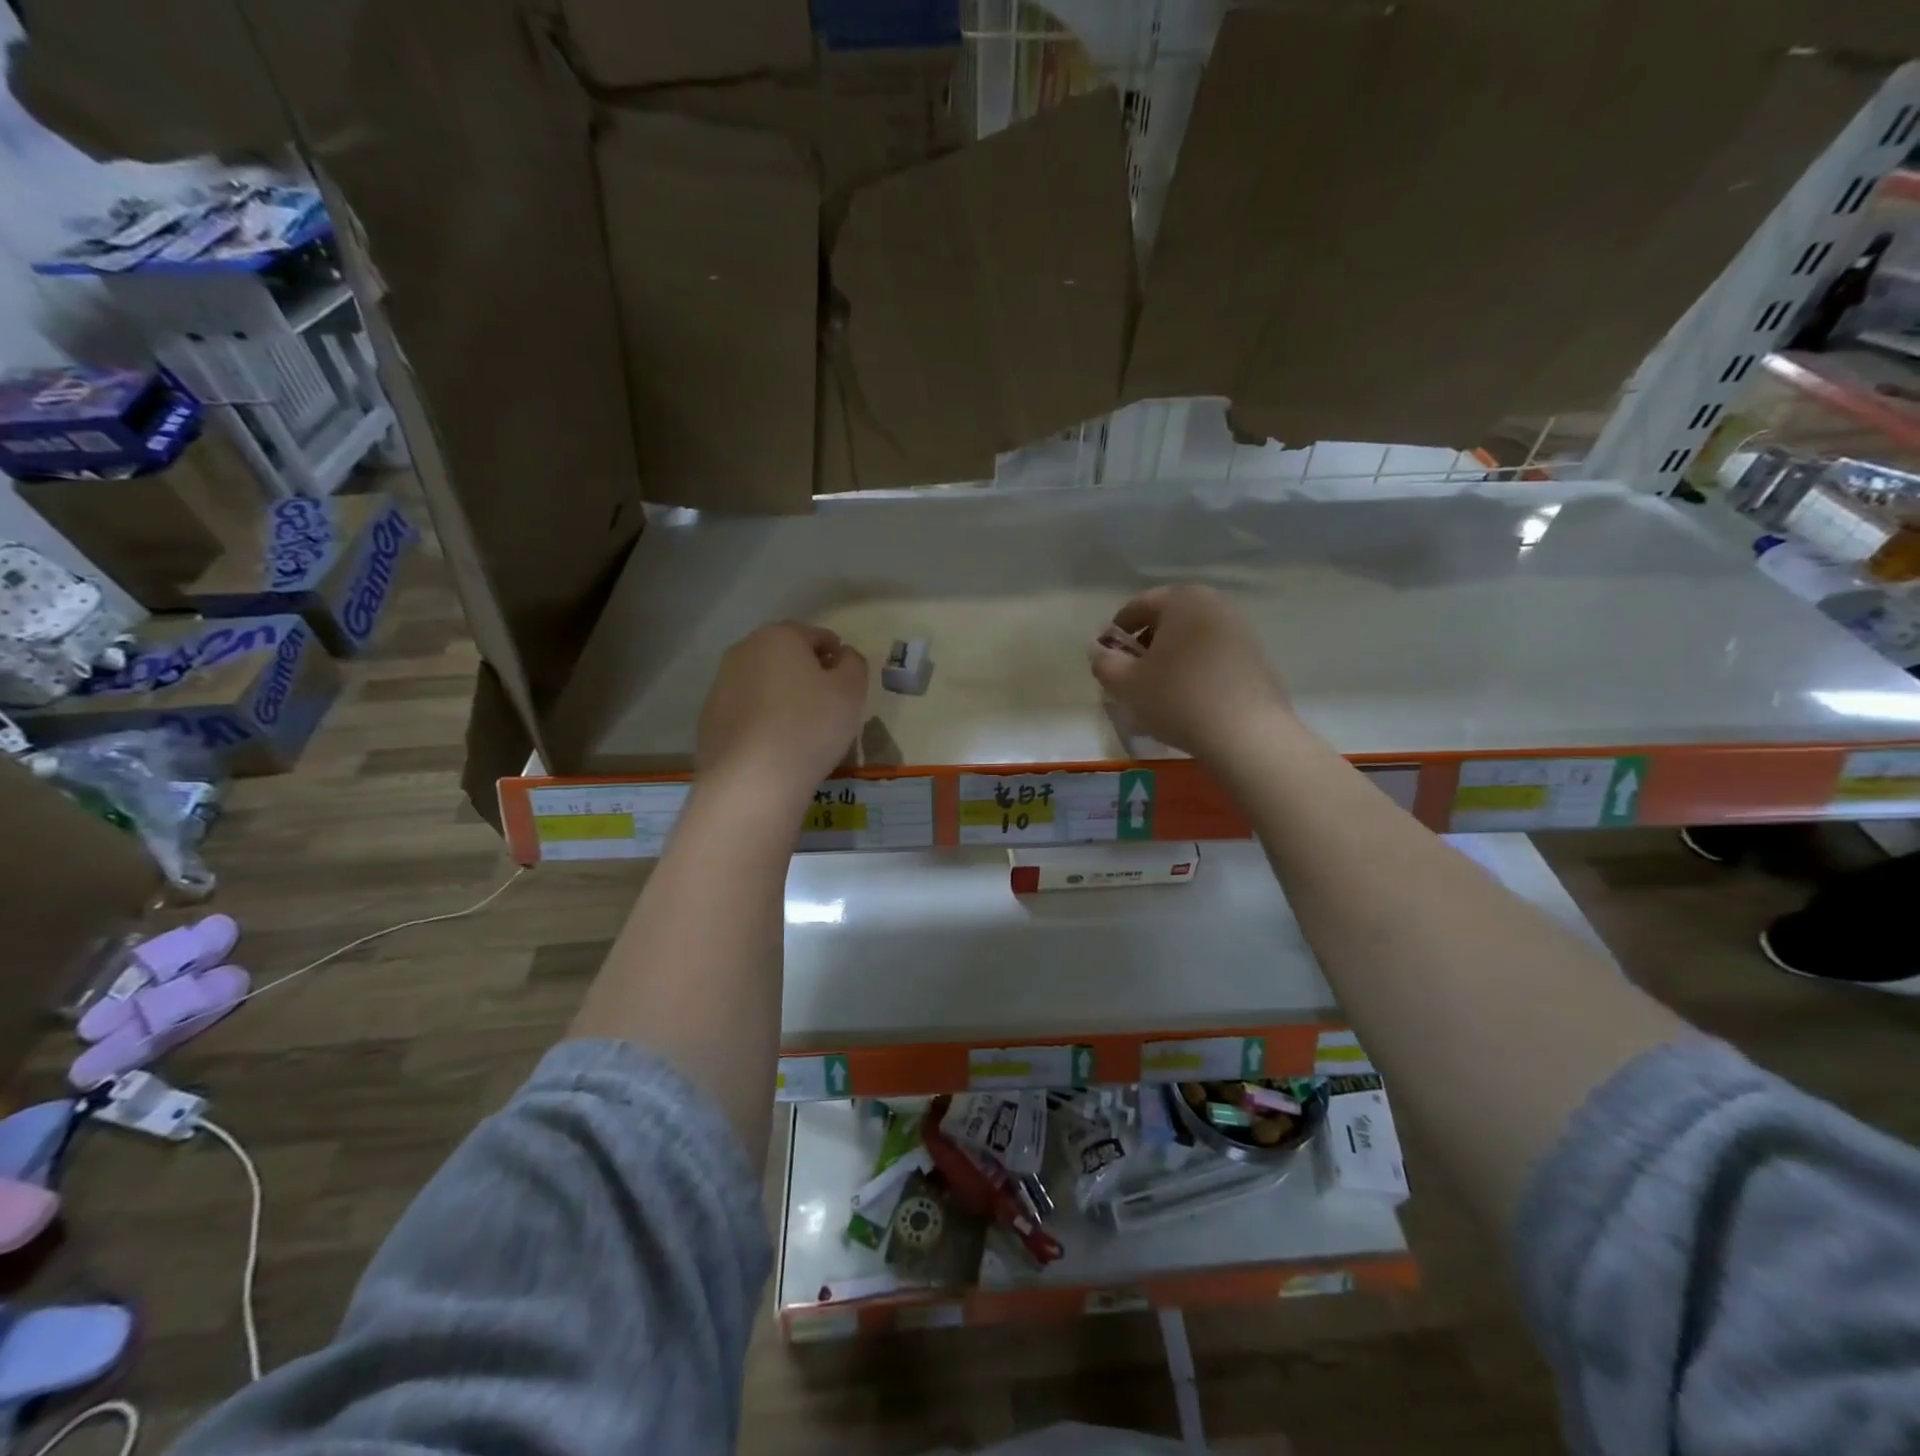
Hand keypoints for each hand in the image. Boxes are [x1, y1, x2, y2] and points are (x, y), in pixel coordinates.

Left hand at [697, 622, 868, 800]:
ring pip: (763, 682)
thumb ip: (854, 664)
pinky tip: (775, 746)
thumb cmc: (810, 726)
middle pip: (785, 656)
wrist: (752, 780)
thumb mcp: (852, 691)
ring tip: (800, 728)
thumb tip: (843, 655)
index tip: (847, 684)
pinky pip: (747, 711)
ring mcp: (721, 684)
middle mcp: (744, 651)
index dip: (837, 656)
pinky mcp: (709, 718)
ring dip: (782, 696)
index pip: (817, 636)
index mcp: (779, 636)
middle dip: (806, 673)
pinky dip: (762, 720)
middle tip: (826, 705)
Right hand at [1088, 585, 1288, 758]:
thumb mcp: (1126, 684)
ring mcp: (1240, 630)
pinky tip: (1187, 700)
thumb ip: (1104, 662)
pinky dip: (1194, 670)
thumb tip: (1099, 650)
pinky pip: (1213, 656)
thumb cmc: (1177, 699)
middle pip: (1168, 620)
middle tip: (1131, 675)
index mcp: (1182, 600)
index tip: (1107, 657)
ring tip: (1158, 691)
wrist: (1246, 734)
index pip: (1138, 606)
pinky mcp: (1255, 657)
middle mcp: (1214, 605)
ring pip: (1191, 639)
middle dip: (1146, 644)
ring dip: (1170, 659)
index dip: (1116, 631)